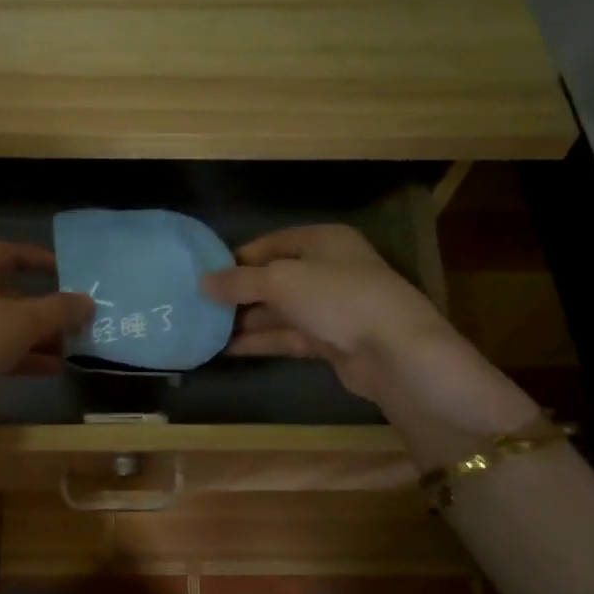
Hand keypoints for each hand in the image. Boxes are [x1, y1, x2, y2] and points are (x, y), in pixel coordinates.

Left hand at [0, 243, 93, 459]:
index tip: (67, 272)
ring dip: (32, 337)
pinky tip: (44, 371)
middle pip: (5, 291)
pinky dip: (13, 355)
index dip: (40, 260)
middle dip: (41, 308)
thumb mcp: (23, 323)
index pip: (9, 252)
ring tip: (67, 352)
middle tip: (73, 322)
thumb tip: (88, 302)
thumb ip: (60, 311)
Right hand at [202, 225, 535, 435]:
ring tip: (204, 329)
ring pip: (279, 310)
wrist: (394, 352)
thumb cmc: (337, 298)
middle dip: (238, 293)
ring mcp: (330, 307)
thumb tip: (201, 283)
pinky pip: (288, 336)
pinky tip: (227, 349)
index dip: (237, 258)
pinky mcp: (331, 341)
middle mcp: (327, 269)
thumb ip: (239, 282)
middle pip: (273, 278)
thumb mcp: (281, 281)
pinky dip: (261, 341)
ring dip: (245, 320)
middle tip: (199, 305)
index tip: (203, 274)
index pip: (271, 243)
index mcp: (322, 241)